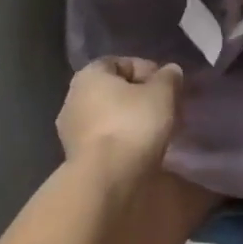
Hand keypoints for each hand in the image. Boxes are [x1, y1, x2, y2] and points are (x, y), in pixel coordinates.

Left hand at [58, 58, 180, 182]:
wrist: (106, 180)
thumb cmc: (133, 125)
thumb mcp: (162, 94)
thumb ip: (168, 77)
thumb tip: (170, 71)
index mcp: (89, 75)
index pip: (122, 63)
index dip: (148, 70)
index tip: (168, 86)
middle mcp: (73, 98)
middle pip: (114, 91)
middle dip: (140, 98)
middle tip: (165, 109)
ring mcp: (71, 131)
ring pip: (110, 117)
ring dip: (131, 121)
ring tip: (157, 132)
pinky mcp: (76, 158)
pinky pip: (106, 140)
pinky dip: (123, 141)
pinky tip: (142, 151)